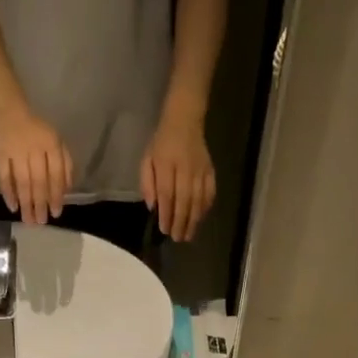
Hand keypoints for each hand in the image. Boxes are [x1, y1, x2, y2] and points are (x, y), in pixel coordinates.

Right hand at [0, 103, 72, 225]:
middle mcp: (33, 149)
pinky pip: (2, 174)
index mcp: (50, 145)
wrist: (10, 109)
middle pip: (38, 181)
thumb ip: (65, 164)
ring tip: (28, 221)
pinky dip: (7, 191)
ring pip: (22, 181)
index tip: (56, 213)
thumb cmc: (38, 130)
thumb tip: (66, 190)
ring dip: (25, 203)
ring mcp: (15, 151)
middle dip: (40, 204)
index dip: (56, 195)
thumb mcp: (58, 142)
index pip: (55, 174)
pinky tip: (12, 206)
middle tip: (41, 222)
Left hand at [141, 105, 216, 241]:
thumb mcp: (147, 158)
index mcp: (166, 163)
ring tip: (188, 235)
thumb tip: (152, 206)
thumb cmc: (162, 142)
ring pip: (198, 199)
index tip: (164, 229)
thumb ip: (147, 182)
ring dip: (193, 220)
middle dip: (180, 222)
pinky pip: (209, 192)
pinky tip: (200, 218)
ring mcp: (200, 170)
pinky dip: (205, 208)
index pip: (167, 193)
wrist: (185, 120)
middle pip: (184, 200)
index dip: (166, 213)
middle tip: (177, 238)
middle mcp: (185, 167)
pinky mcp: (210, 170)